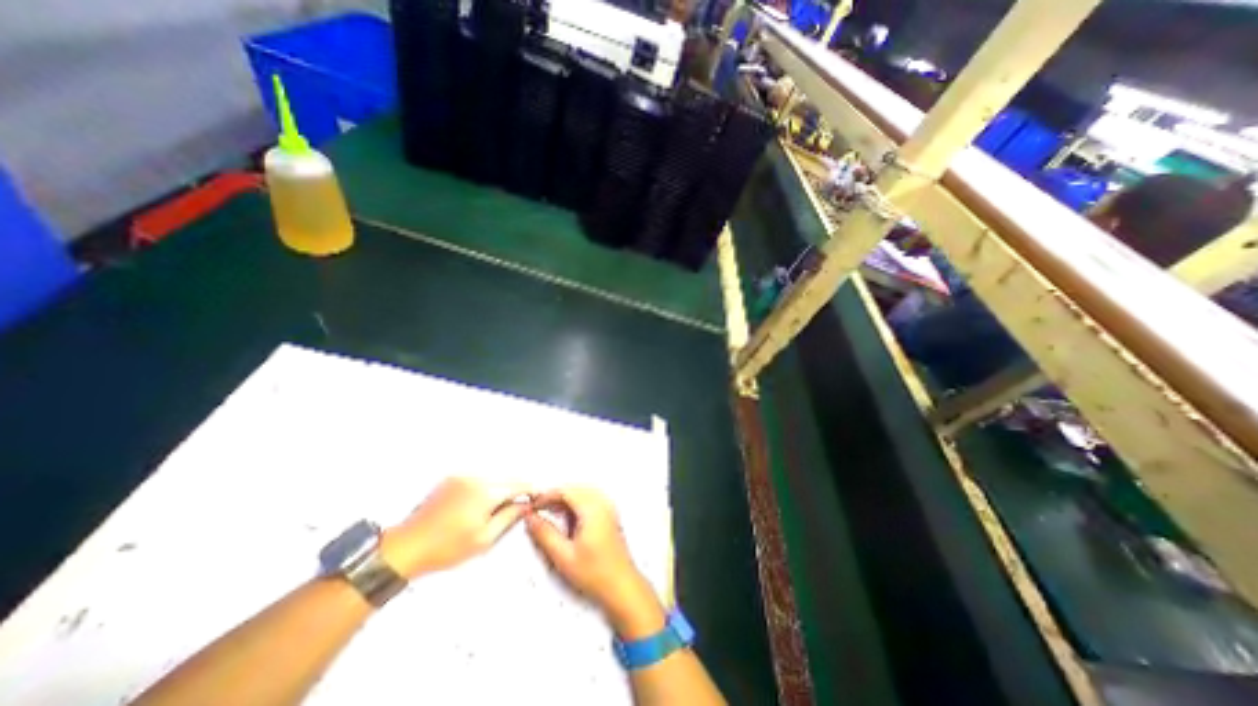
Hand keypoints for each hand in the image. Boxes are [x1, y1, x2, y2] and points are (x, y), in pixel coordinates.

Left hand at [378, 481, 526, 578]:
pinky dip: (486, 486)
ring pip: (493, 477)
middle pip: (506, 478)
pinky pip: (478, 478)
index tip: (539, 496)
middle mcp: (476, 477)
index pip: (518, 484)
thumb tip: (525, 505)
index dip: (531, 490)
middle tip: (521, 504)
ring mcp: (462, 476)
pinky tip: (481, 503)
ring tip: (500, 507)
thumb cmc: (446, 548)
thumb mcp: (484, 539)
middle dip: (516, 489)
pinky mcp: (452, 479)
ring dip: (501, 488)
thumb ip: (509, 517)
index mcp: (487, 492)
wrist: (406, 547)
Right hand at [525, 489, 667, 637]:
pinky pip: (590, 499)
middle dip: (555, 496)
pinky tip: (567, 519)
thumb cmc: (594, 573)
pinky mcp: (610, 514)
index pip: (566, 491)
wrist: (622, 586)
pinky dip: (576, 503)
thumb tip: (530, 518)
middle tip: (539, 509)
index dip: (547, 495)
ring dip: (565, 499)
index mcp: (592, 509)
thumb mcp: (563, 556)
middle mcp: (602, 503)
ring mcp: (608, 507)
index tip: (533, 506)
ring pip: (582, 492)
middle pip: (575, 488)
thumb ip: (545, 534)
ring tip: (550, 514)